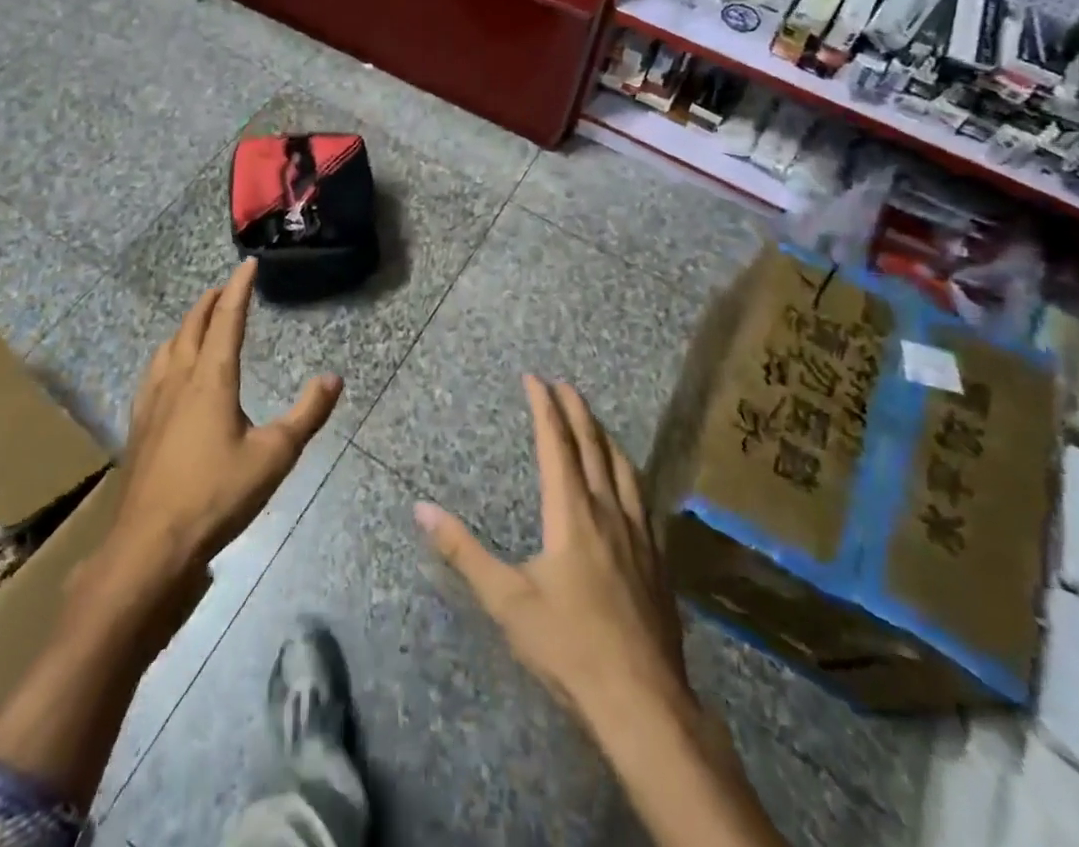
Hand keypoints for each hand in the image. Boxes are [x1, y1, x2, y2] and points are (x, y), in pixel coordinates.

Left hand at [110, 260, 342, 586]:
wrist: (150, 544)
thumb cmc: (217, 495)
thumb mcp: (275, 456)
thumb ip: (307, 414)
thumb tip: (333, 378)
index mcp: (212, 378)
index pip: (227, 319)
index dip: (239, 289)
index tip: (247, 265)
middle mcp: (179, 379)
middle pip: (192, 326)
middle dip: (209, 302)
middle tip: (224, 288)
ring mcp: (154, 402)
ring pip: (168, 347)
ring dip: (186, 325)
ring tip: (197, 321)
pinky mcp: (140, 425)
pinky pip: (154, 372)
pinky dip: (168, 354)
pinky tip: (168, 372)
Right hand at [417, 375, 690, 735]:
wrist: (643, 701)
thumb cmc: (568, 646)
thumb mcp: (506, 600)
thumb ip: (462, 551)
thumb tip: (421, 508)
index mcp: (572, 513)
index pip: (556, 444)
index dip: (544, 407)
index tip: (534, 377)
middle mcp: (608, 511)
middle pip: (593, 446)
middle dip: (576, 410)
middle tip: (563, 384)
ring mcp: (638, 534)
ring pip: (624, 467)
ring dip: (605, 436)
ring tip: (594, 420)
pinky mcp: (657, 559)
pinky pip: (642, 496)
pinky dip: (629, 471)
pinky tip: (630, 482)